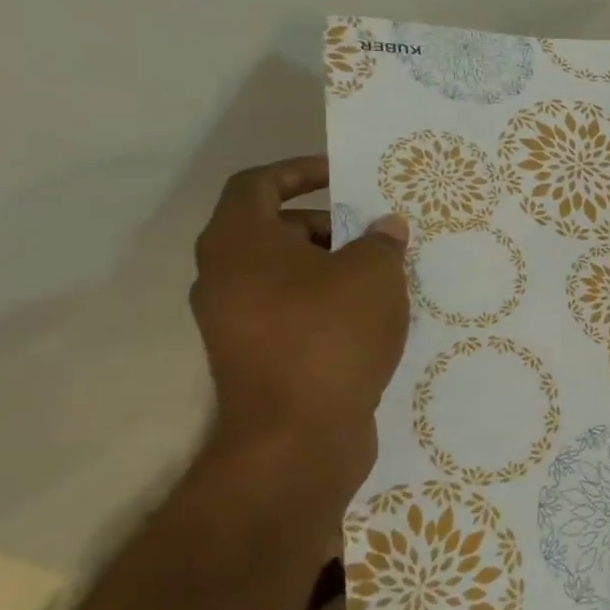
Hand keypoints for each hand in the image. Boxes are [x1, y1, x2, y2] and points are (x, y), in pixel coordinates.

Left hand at [189, 156, 409, 497]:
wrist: (298, 438)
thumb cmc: (330, 334)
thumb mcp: (373, 273)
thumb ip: (382, 241)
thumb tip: (385, 229)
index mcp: (238, 244)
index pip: (257, 184)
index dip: (300, 171)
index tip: (343, 176)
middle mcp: (224, 279)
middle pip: (274, 231)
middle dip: (329, 226)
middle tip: (377, 235)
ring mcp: (235, 323)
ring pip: (286, 275)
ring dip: (333, 267)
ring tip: (384, 277)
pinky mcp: (256, 358)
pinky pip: (291, 311)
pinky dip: (326, 303)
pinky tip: (372, 317)